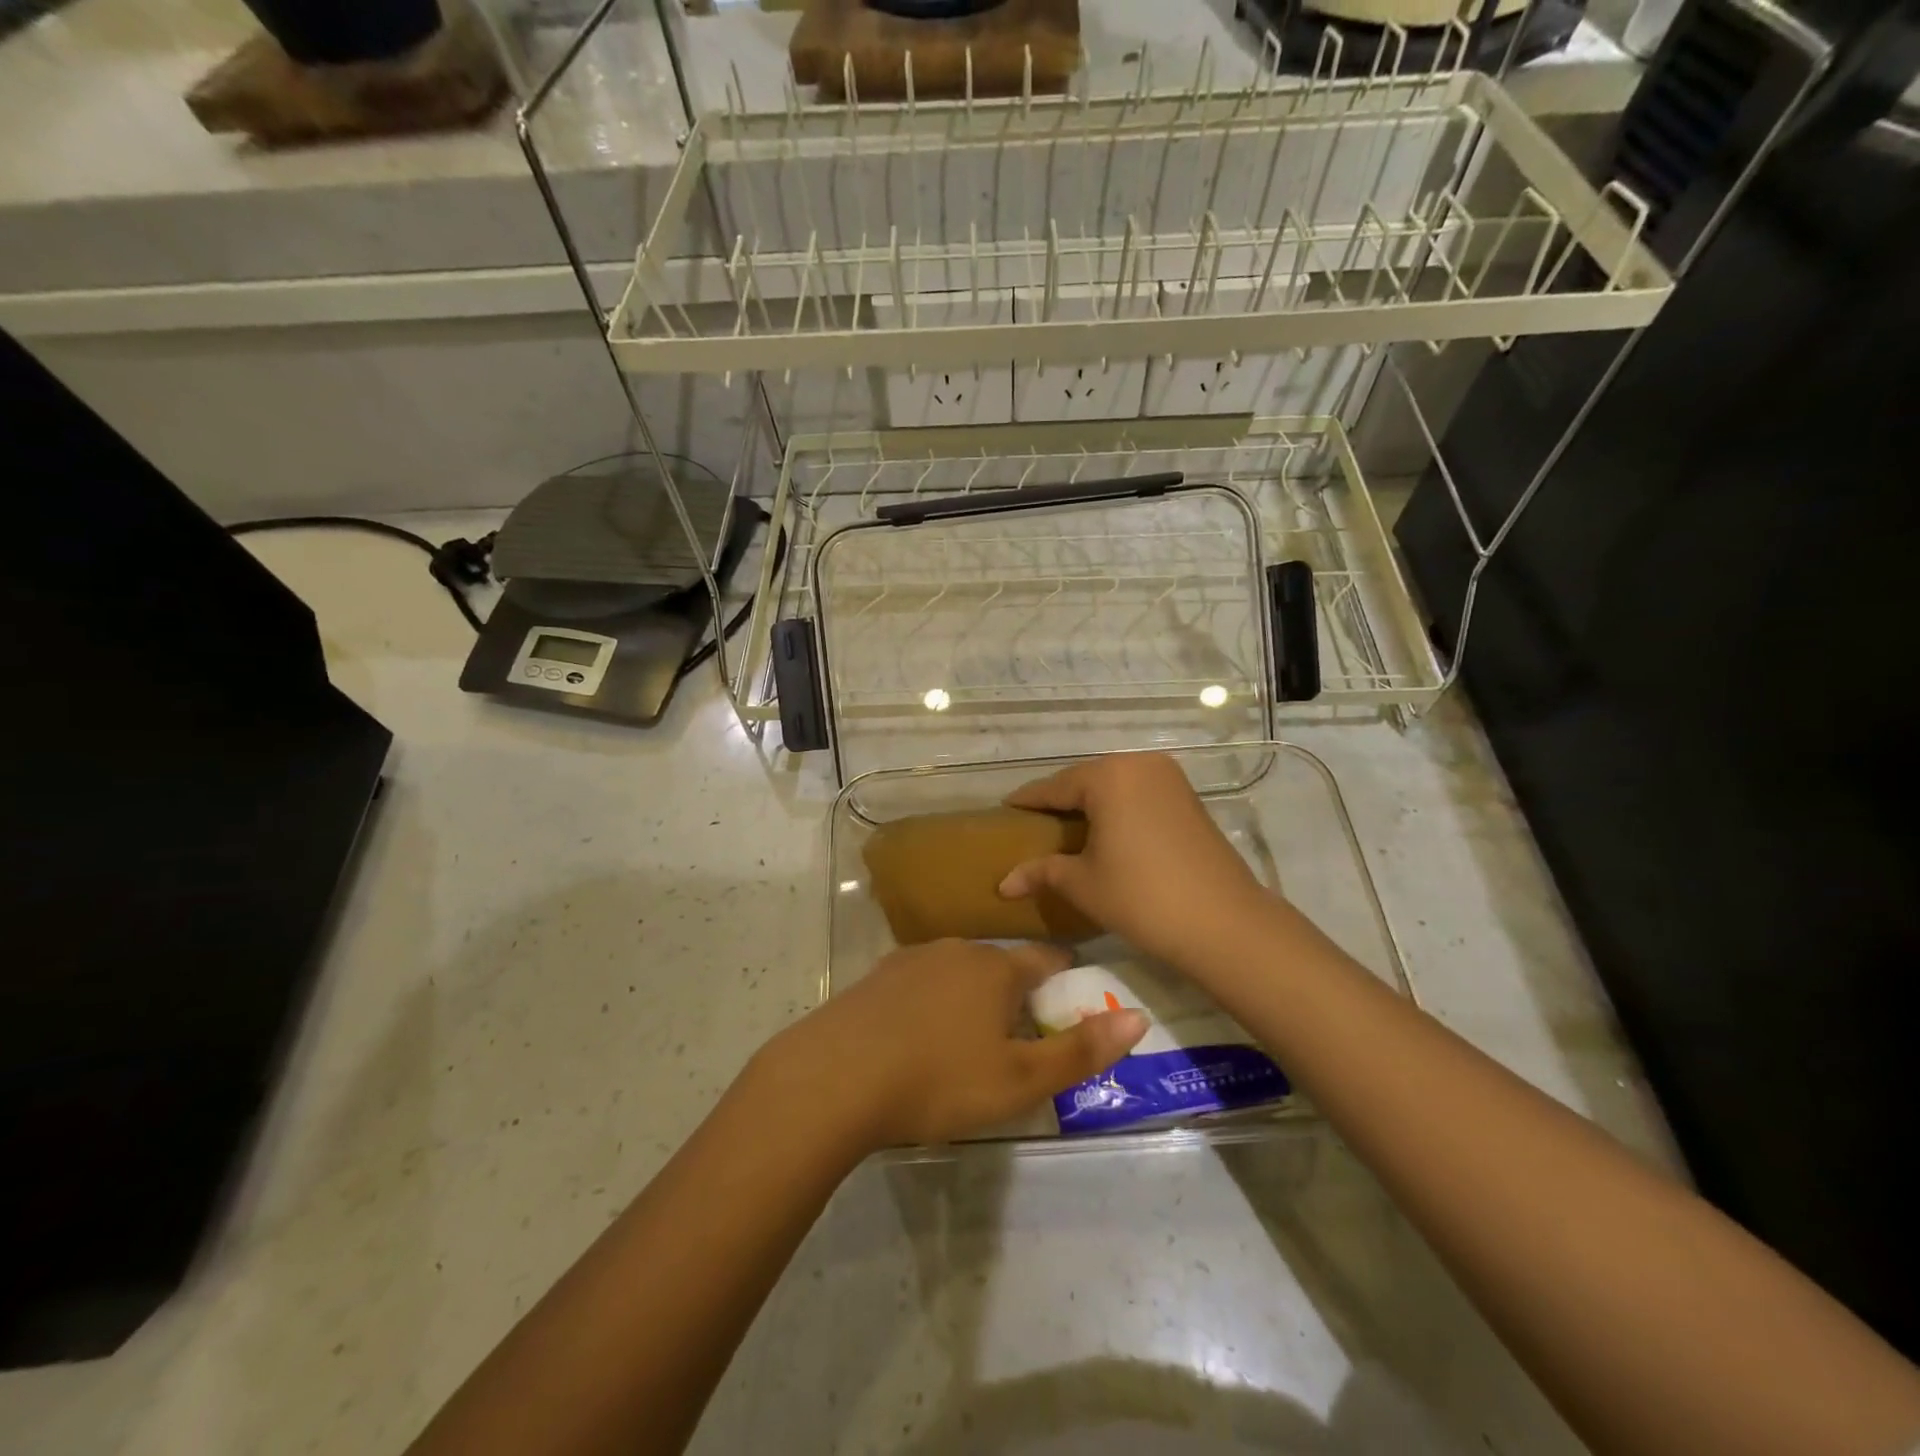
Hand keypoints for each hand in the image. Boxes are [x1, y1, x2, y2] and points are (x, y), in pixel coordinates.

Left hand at [760, 939, 1147, 1151]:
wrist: (835, 1077)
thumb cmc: (939, 1079)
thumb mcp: (1019, 1079)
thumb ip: (1080, 1050)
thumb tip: (1137, 1018)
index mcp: (996, 968)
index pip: (1045, 959)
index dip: (1064, 977)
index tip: (1070, 1000)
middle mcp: (956, 951)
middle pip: (1000, 966)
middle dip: (1015, 994)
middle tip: (1018, 1037)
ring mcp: (910, 960)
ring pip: (957, 974)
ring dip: (971, 998)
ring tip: (968, 1040)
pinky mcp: (875, 979)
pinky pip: (919, 986)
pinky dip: (931, 1005)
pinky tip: (919, 1038)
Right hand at [997, 752, 1268, 967]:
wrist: (1223, 922)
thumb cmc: (1142, 897)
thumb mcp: (1083, 884)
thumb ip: (1041, 872)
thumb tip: (1004, 883)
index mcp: (1109, 776)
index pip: (1055, 786)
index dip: (1028, 801)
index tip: (1004, 809)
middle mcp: (1139, 764)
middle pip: (1086, 780)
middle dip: (1059, 801)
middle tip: (1033, 823)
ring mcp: (1169, 778)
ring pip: (1115, 786)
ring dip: (1090, 804)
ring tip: (1065, 828)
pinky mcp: (1188, 798)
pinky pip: (1138, 794)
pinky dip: (1118, 809)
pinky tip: (1105, 831)